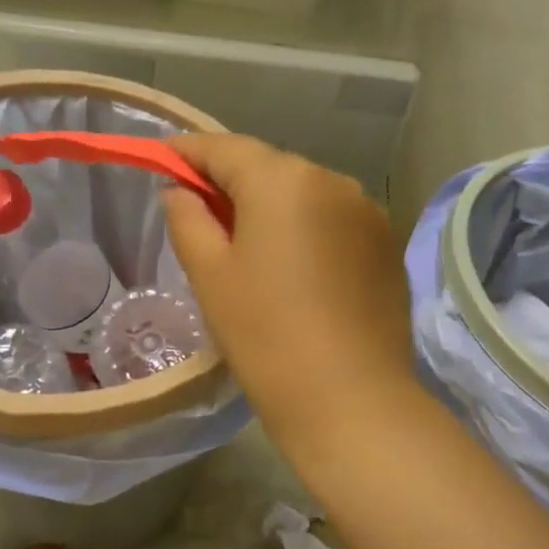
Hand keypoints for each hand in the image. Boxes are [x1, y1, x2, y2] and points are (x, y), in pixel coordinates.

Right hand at [165, 133, 417, 460]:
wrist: (350, 399)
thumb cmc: (265, 335)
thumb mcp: (210, 276)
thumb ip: (188, 220)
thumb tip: (181, 192)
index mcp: (283, 180)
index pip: (225, 148)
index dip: (188, 152)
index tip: (162, 159)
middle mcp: (332, 180)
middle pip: (269, 168)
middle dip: (231, 183)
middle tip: (199, 214)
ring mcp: (368, 213)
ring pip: (304, 195)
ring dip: (271, 209)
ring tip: (247, 248)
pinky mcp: (386, 246)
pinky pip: (333, 222)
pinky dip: (305, 231)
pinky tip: (293, 270)